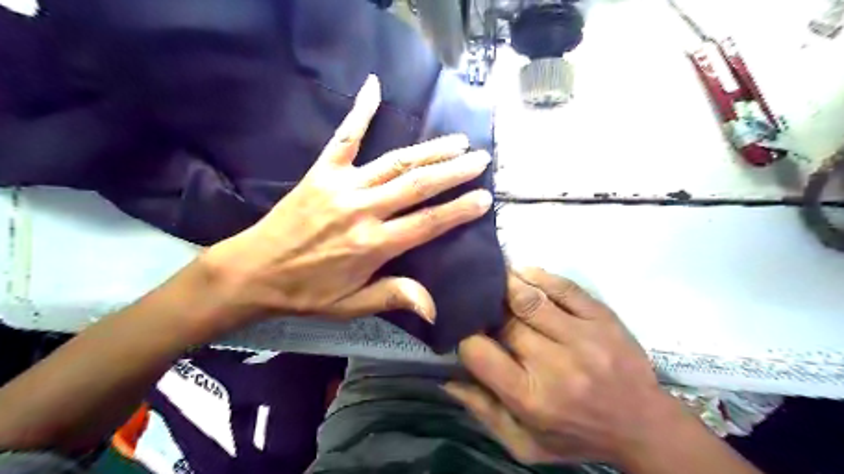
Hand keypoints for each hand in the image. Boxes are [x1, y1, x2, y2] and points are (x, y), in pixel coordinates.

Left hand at [200, 74, 492, 323]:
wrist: (252, 271)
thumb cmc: (305, 293)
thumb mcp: (350, 306)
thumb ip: (393, 297)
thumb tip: (433, 309)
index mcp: (373, 245)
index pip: (428, 223)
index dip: (459, 210)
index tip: (484, 198)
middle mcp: (363, 210)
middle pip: (418, 186)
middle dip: (454, 171)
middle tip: (481, 159)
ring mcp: (342, 186)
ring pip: (395, 162)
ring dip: (430, 149)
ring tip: (457, 141)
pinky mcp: (321, 172)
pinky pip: (344, 137)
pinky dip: (360, 111)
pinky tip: (374, 86)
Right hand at [444, 268, 681, 465]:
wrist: (643, 426)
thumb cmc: (577, 435)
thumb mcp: (526, 445)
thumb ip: (484, 412)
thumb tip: (446, 377)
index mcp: (531, 398)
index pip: (479, 353)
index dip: (465, 337)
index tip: (466, 333)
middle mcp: (556, 364)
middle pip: (504, 322)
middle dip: (485, 309)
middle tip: (477, 302)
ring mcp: (583, 338)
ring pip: (530, 299)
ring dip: (506, 284)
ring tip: (493, 278)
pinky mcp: (603, 319)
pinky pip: (564, 287)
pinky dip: (538, 276)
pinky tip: (523, 274)